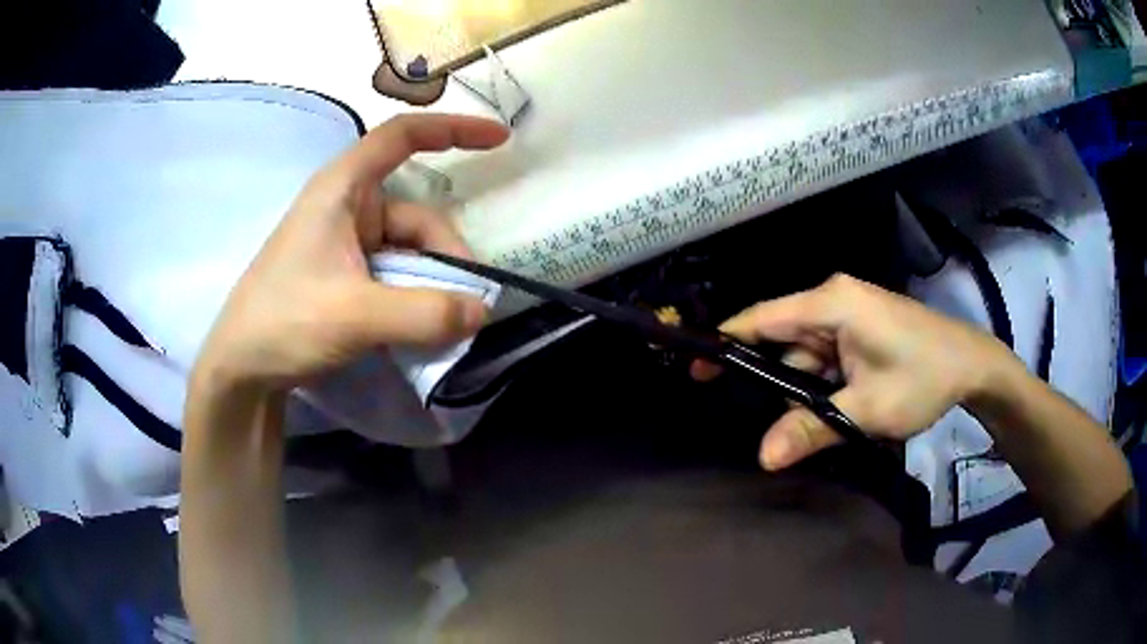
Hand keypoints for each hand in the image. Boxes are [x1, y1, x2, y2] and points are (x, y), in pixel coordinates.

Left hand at [192, 114, 509, 391]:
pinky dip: (415, 299)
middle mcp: (348, 208)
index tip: (500, 140)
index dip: (454, 129)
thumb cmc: (283, 322)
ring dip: (432, 286)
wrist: (242, 369)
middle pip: (417, 214)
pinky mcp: (348, 276)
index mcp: (342, 189)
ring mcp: (348, 244)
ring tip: (441, 329)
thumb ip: (423, 313)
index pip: (402, 136)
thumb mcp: (354, 316)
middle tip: (466, 306)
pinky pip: (396, 276)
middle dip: (446, 256)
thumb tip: (482, 311)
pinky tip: (420, 330)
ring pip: (410, 252)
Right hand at [693, 274, 1016, 470]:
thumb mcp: (867, 409)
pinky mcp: (859, 329)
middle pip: (782, 338)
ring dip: (803, 389)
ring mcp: (848, 315)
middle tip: (751, 417)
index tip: (694, 367)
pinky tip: (833, 407)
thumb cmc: (923, 377)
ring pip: (805, 354)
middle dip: (769, 379)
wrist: (971, 365)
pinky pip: (825, 356)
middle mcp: (833, 301)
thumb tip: (762, 458)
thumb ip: (813, 429)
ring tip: (811, 424)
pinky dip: (821, 383)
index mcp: (831, 304)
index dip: (725, 341)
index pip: (762, 317)